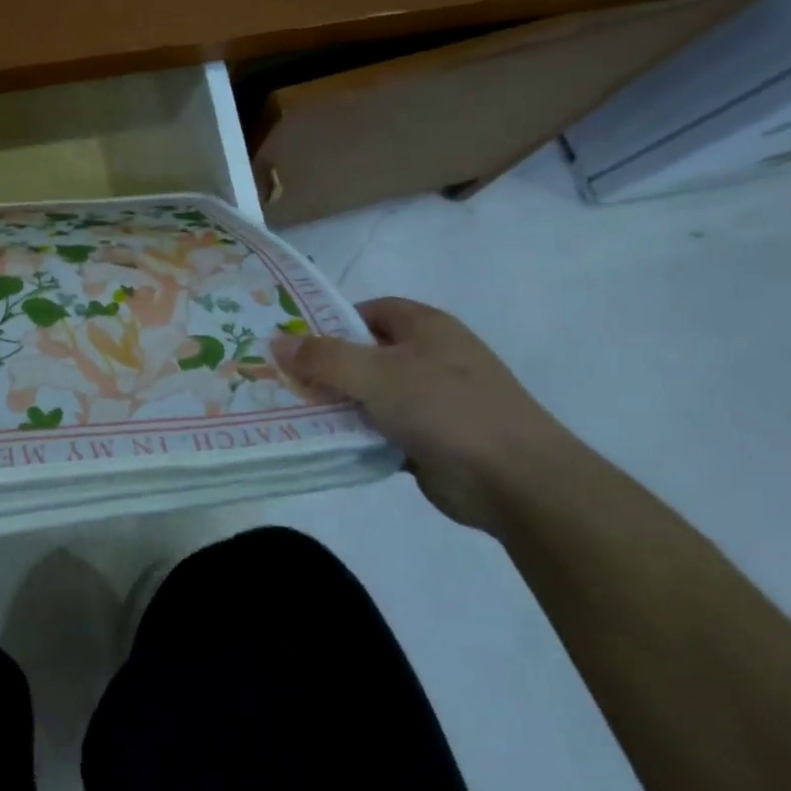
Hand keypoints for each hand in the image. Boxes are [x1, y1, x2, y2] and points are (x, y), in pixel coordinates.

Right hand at [269, 297, 578, 532]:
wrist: (515, 479)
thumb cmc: (443, 407)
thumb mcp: (374, 374)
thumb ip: (322, 357)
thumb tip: (276, 343)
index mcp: (426, 327)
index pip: (369, 311)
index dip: (331, 322)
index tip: (295, 343)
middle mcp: (431, 357)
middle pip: (366, 353)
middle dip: (327, 367)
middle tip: (284, 380)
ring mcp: (433, 400)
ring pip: (371, 394)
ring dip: (339, 404)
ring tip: (293, 411)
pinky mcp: (431, 438)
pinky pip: (382, 428)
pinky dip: (357, 433)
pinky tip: (326, 441)